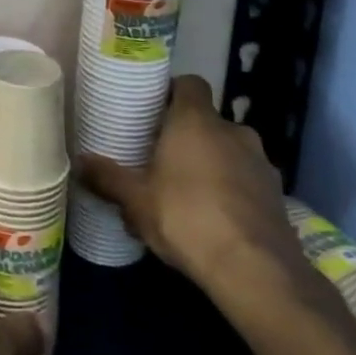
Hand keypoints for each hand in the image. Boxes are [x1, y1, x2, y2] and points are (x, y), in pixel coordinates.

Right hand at [75, 76, 305, 296]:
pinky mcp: (277, 193)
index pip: (189, 83)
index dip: (170, 91)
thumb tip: (78, 162)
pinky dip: (229, 189)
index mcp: (196, 121)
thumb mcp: (135, 200)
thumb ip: (107, 178)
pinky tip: (212, 218)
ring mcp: (260, 162)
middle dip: (185, 135)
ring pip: (227, 150)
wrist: (257, 271)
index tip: (151, 109)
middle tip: (158, 157)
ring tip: (184, 192)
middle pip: (206, 120)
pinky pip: (244, 179)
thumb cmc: (187, 218)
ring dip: (209, 163)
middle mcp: (233, 131)